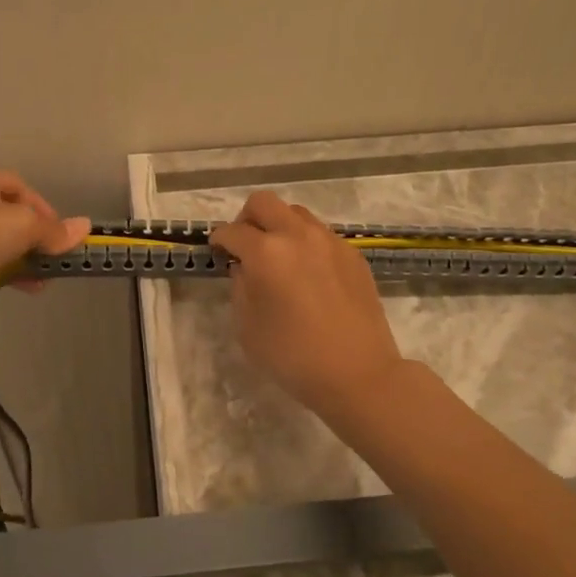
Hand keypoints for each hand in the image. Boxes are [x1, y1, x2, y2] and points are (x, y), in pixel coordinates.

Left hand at [0, 171, 88, 326]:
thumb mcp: (24, 227)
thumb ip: (54, 230)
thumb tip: (85, 226)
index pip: (19, 186)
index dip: (43, 207)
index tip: (59, 232)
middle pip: (9, 215)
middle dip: (34, 236)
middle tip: (52, 257)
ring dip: (22, 257)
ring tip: (41, 279)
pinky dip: (4, 271)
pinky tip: (20, 287)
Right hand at [210, 192, 405, 420]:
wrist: (358, 373)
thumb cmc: (293, 356)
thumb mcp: (247, 327)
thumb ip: (240, 288)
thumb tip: (245, 268)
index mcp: (266, 252)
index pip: (233, 231)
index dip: (219, 240)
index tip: (218, 251)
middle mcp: (298, 235)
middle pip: (264, 203)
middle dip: (247, 219)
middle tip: (246, 245)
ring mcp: (330, 241)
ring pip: (296, 214)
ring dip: (280, 227)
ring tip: (280, 258)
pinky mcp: (353, 254)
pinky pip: (322, 235)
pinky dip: (306, 244)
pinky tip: (309, 275)